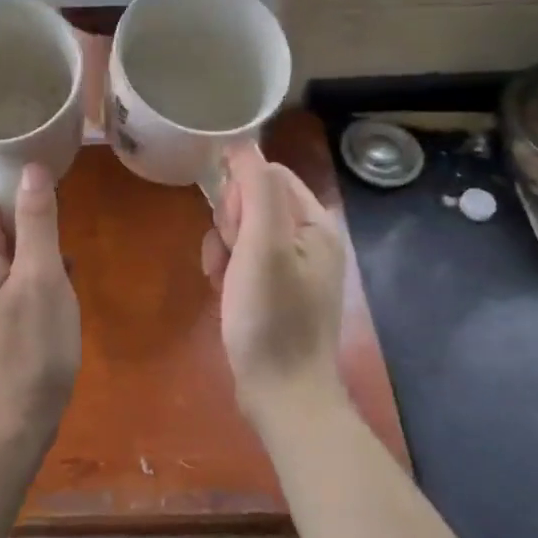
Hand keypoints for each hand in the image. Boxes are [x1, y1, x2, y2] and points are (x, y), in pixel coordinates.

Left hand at [0, 165, 79, 454]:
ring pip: (7, 245)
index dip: (17, 179)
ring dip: (37, 243)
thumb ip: (36, 220)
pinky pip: (10, 272)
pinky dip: (34, 268)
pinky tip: (59, 286)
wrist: (12, 425)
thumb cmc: (30, 348)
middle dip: (31, 214)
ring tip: (65, 261)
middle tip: (65, 227)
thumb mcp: (42, 277)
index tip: (55, 181)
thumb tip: (32, 168)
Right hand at [201, 145, 347, 424]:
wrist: (281, 395)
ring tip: (223, 279)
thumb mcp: (262, 246)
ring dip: (223, 248)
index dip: (241, 190)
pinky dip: (227, 270)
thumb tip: (242, 142)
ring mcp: (292, 269)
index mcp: (315, 225)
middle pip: (254, 202)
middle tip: (231, 256)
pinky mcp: (275, 293)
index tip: (232, 225)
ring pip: (242, 232)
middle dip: (230, 223)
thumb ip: (255, 189)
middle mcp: (309, 241)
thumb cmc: (272, 317)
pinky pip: (242, 261)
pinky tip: (222, 292)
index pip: (271, 175)